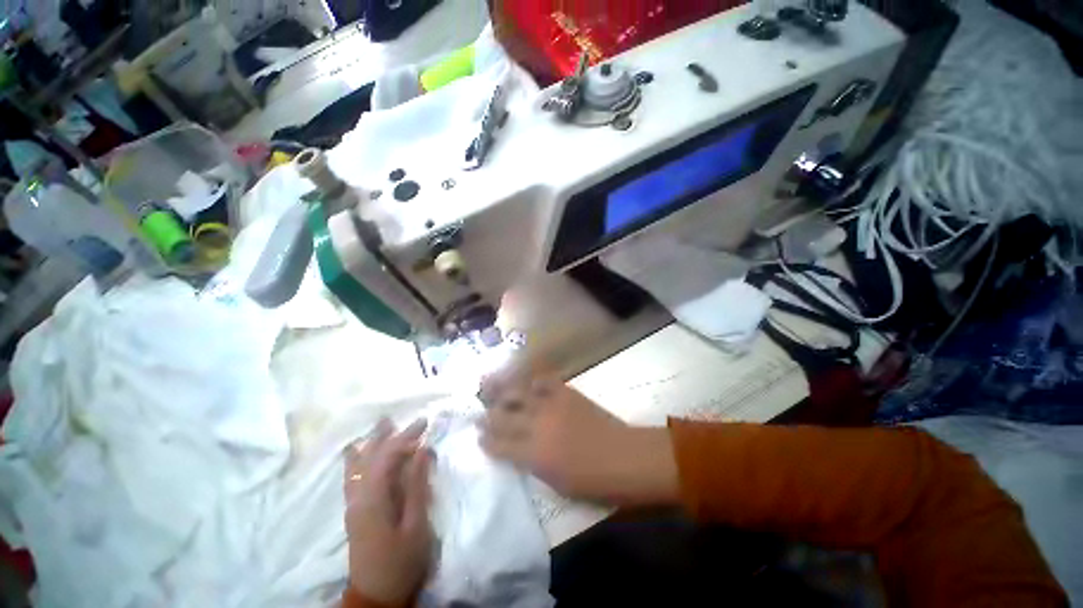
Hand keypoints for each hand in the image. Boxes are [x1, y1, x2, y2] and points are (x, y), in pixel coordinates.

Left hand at [344, 419, 432, 606]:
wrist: (375, 596)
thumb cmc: (401, 560)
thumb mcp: (416, 523)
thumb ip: (416, 485)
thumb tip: (422, 451)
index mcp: (373, 500)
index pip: (387, 457)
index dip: (405, 437)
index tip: (424, 422)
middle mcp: (357, 498)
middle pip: (369, 459)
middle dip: (384, 436)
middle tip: (396, 417)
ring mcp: (353, 506)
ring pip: (357, 467)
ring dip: (369, 445)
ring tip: (378, 427)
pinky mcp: (354, 512)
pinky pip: (353, 478)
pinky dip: (357, 461)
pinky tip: (357, 454)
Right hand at [479, 372, 678, 505]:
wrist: (623, 457)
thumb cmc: (592, 482)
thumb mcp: (556, 484)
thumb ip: (533, 464)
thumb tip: (519, 452)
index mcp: (532, 455)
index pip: (498, 445)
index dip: (485, 441)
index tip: (478, 436)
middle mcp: (536, 426)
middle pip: (502, 417)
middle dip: (487, 416)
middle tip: (480, 414)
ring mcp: (551, 405)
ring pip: (518, 393)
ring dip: (504, 393)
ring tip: (495, 391)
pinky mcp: (566, 393)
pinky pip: (545, 381)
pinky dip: (534, 381)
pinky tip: (530, 384)